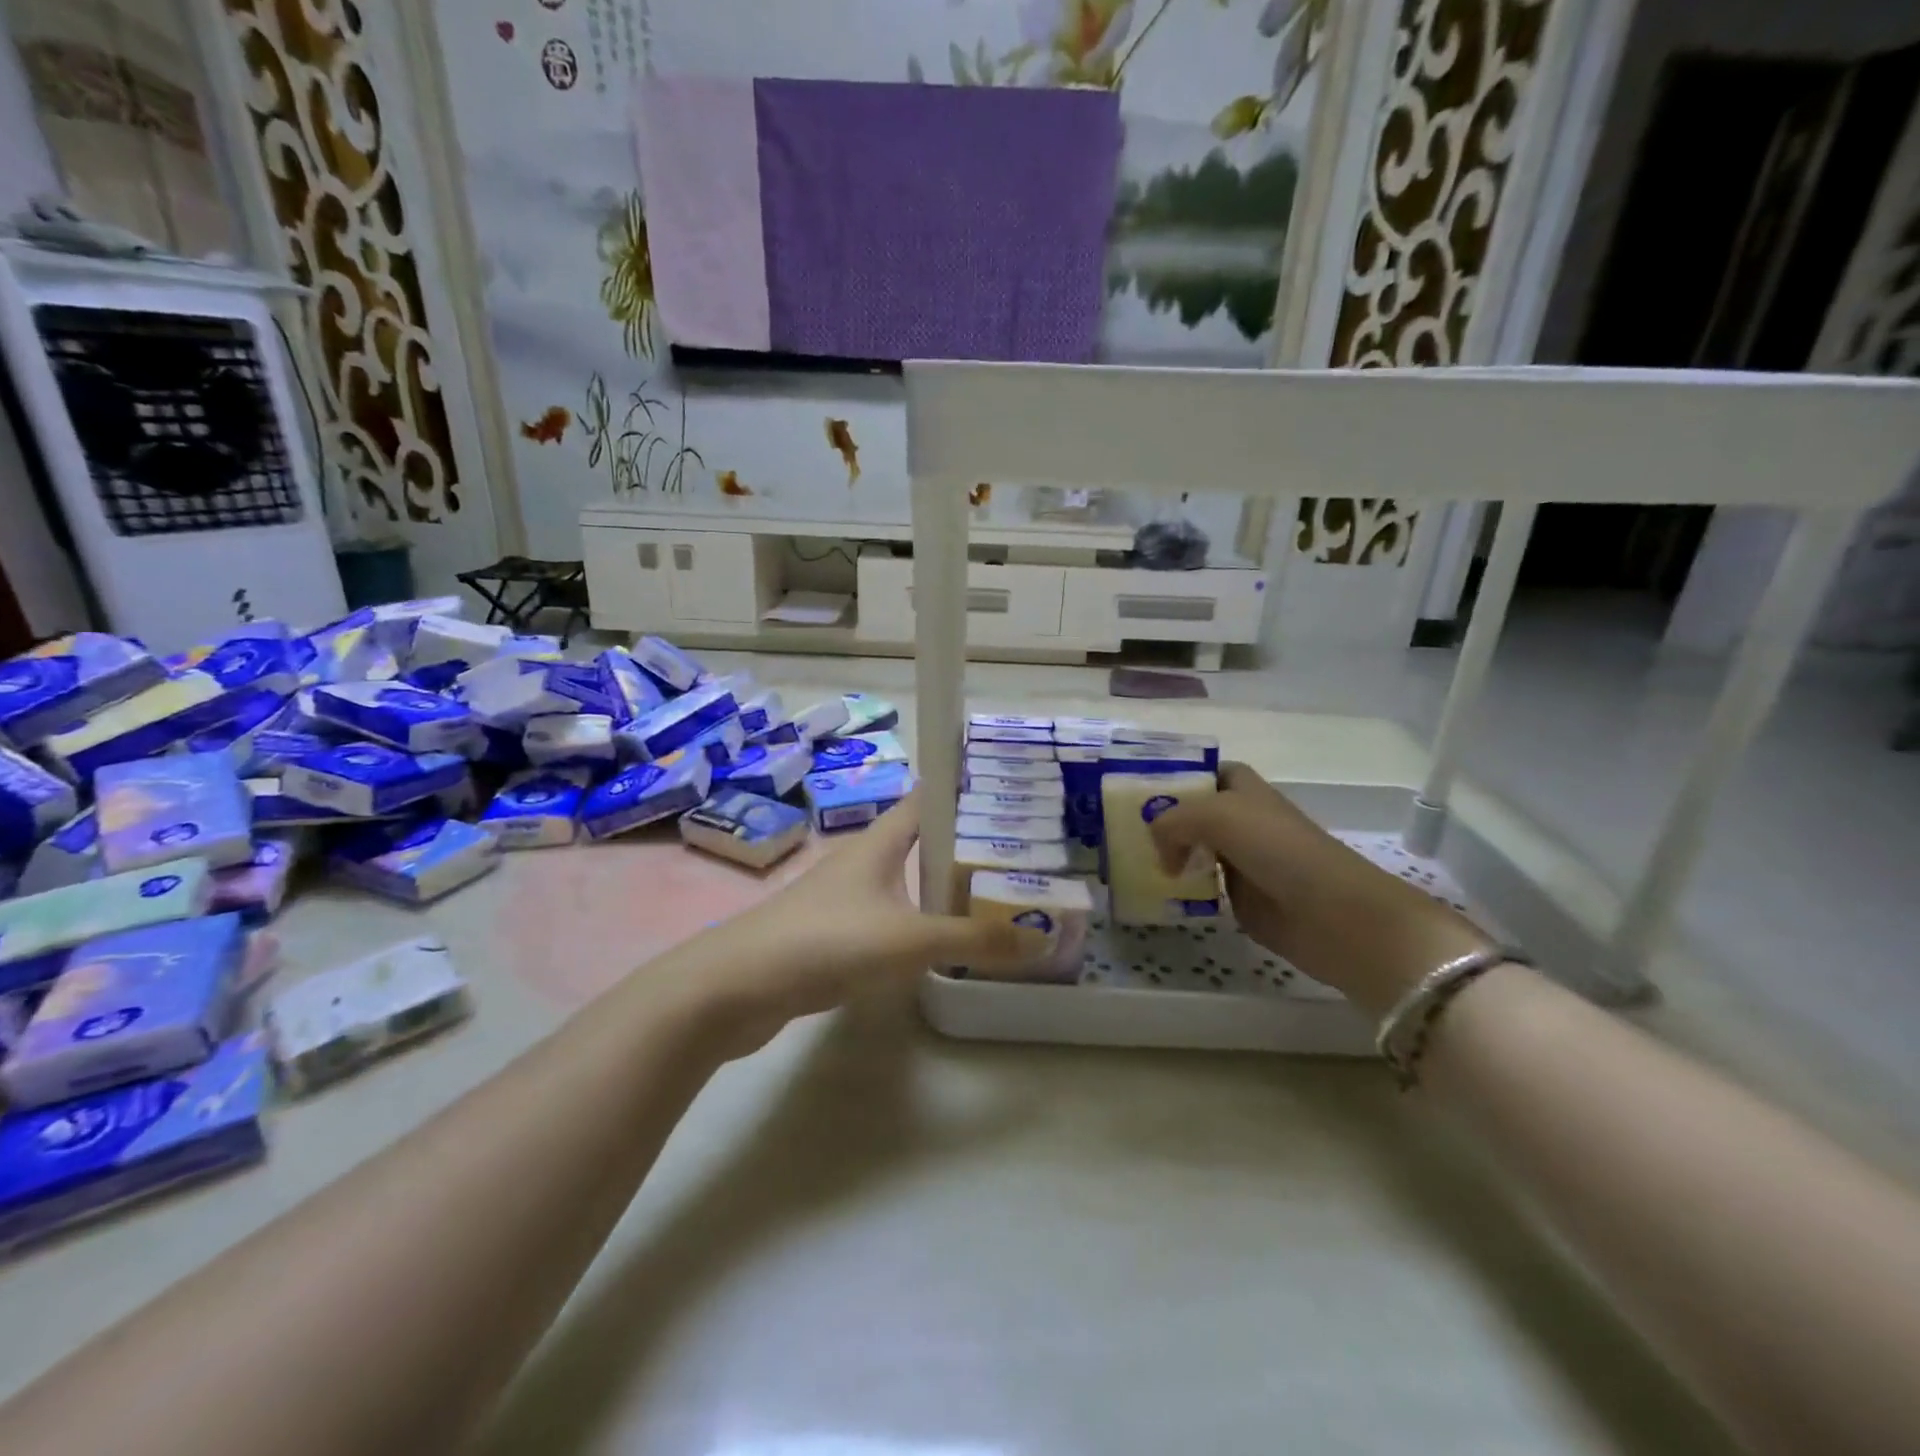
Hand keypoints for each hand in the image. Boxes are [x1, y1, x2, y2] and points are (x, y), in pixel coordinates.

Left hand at [684, 792, 1047, 1055]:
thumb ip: (974, 939)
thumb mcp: (910, 940)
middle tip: (1018, 856)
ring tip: (990, 897)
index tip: (1008, 790)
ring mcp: (844, 897)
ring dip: (940, 885)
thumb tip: (1040, 938)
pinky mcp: (833, 933)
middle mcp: (863, 860)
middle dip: (964, 844)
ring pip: (904, 880)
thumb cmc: (828, 942)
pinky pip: (889, 915)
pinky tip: (938, 943)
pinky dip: (917, 921)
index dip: (963, 788)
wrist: (737, 987)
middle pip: (920, 840)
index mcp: (880, 842)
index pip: (927, 798)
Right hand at [1147, 763, 1489, 1017]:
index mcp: (1242, 790)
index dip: (1174, 777)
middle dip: (1160, 819)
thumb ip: (1173, 820)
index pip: (1202, 772)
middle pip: (1192, 812)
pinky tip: (1157, 892)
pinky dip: (1179, 888)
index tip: (1134, 791)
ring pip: (1192, 849)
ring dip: (1165, 854)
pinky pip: (1199, 886)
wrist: (1333, 915)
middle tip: (1120, 831)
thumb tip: (1157, 849)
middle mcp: (1240, 820)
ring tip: (1129, 861)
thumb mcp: (1218, 815)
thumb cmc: (1279, 850)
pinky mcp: (1240, 898)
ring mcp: (1240, 860)